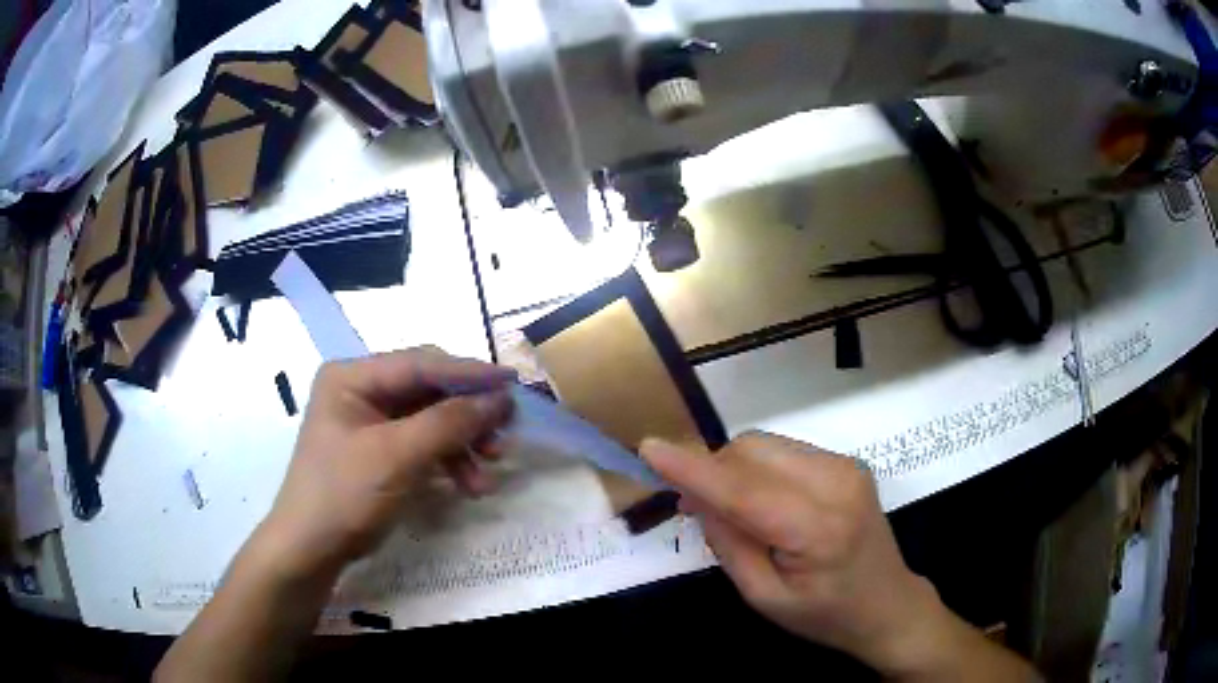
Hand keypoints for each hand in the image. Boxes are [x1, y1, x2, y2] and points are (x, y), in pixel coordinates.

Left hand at [256, 347, 515, 579]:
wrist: (312, 548)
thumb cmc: (345, 494)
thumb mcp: (397, 457)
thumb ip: (448, 423)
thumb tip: (499, 399)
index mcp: (352, 376)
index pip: (419, 363)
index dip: (468, 373)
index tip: (512, 383)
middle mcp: (362, 389)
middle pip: (428, 390)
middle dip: (467, 415)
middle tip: (505, 433)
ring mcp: (371, 420)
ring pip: (431, 419)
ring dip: (462, 444)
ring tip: (488, 473)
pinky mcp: (381, 448)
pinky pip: (423, 443)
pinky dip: (448, 462)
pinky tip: (469, 485)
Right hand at [640, 432, 965, 676]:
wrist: (887, 603)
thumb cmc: (824, 614)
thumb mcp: (764, 597)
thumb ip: (729, 544)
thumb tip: (697, 497)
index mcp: (818, 529)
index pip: (744, 489)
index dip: (693, 469)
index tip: (649, 449)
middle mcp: (836, 483)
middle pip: (752, 451)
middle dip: (713, 471)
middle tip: (695, 509)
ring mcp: (846, 467)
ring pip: (765, 445)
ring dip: (734, 469)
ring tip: (729, 509)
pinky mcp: (846, 463)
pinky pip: (784, 452)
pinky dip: (758, 469)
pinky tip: (762, 501)